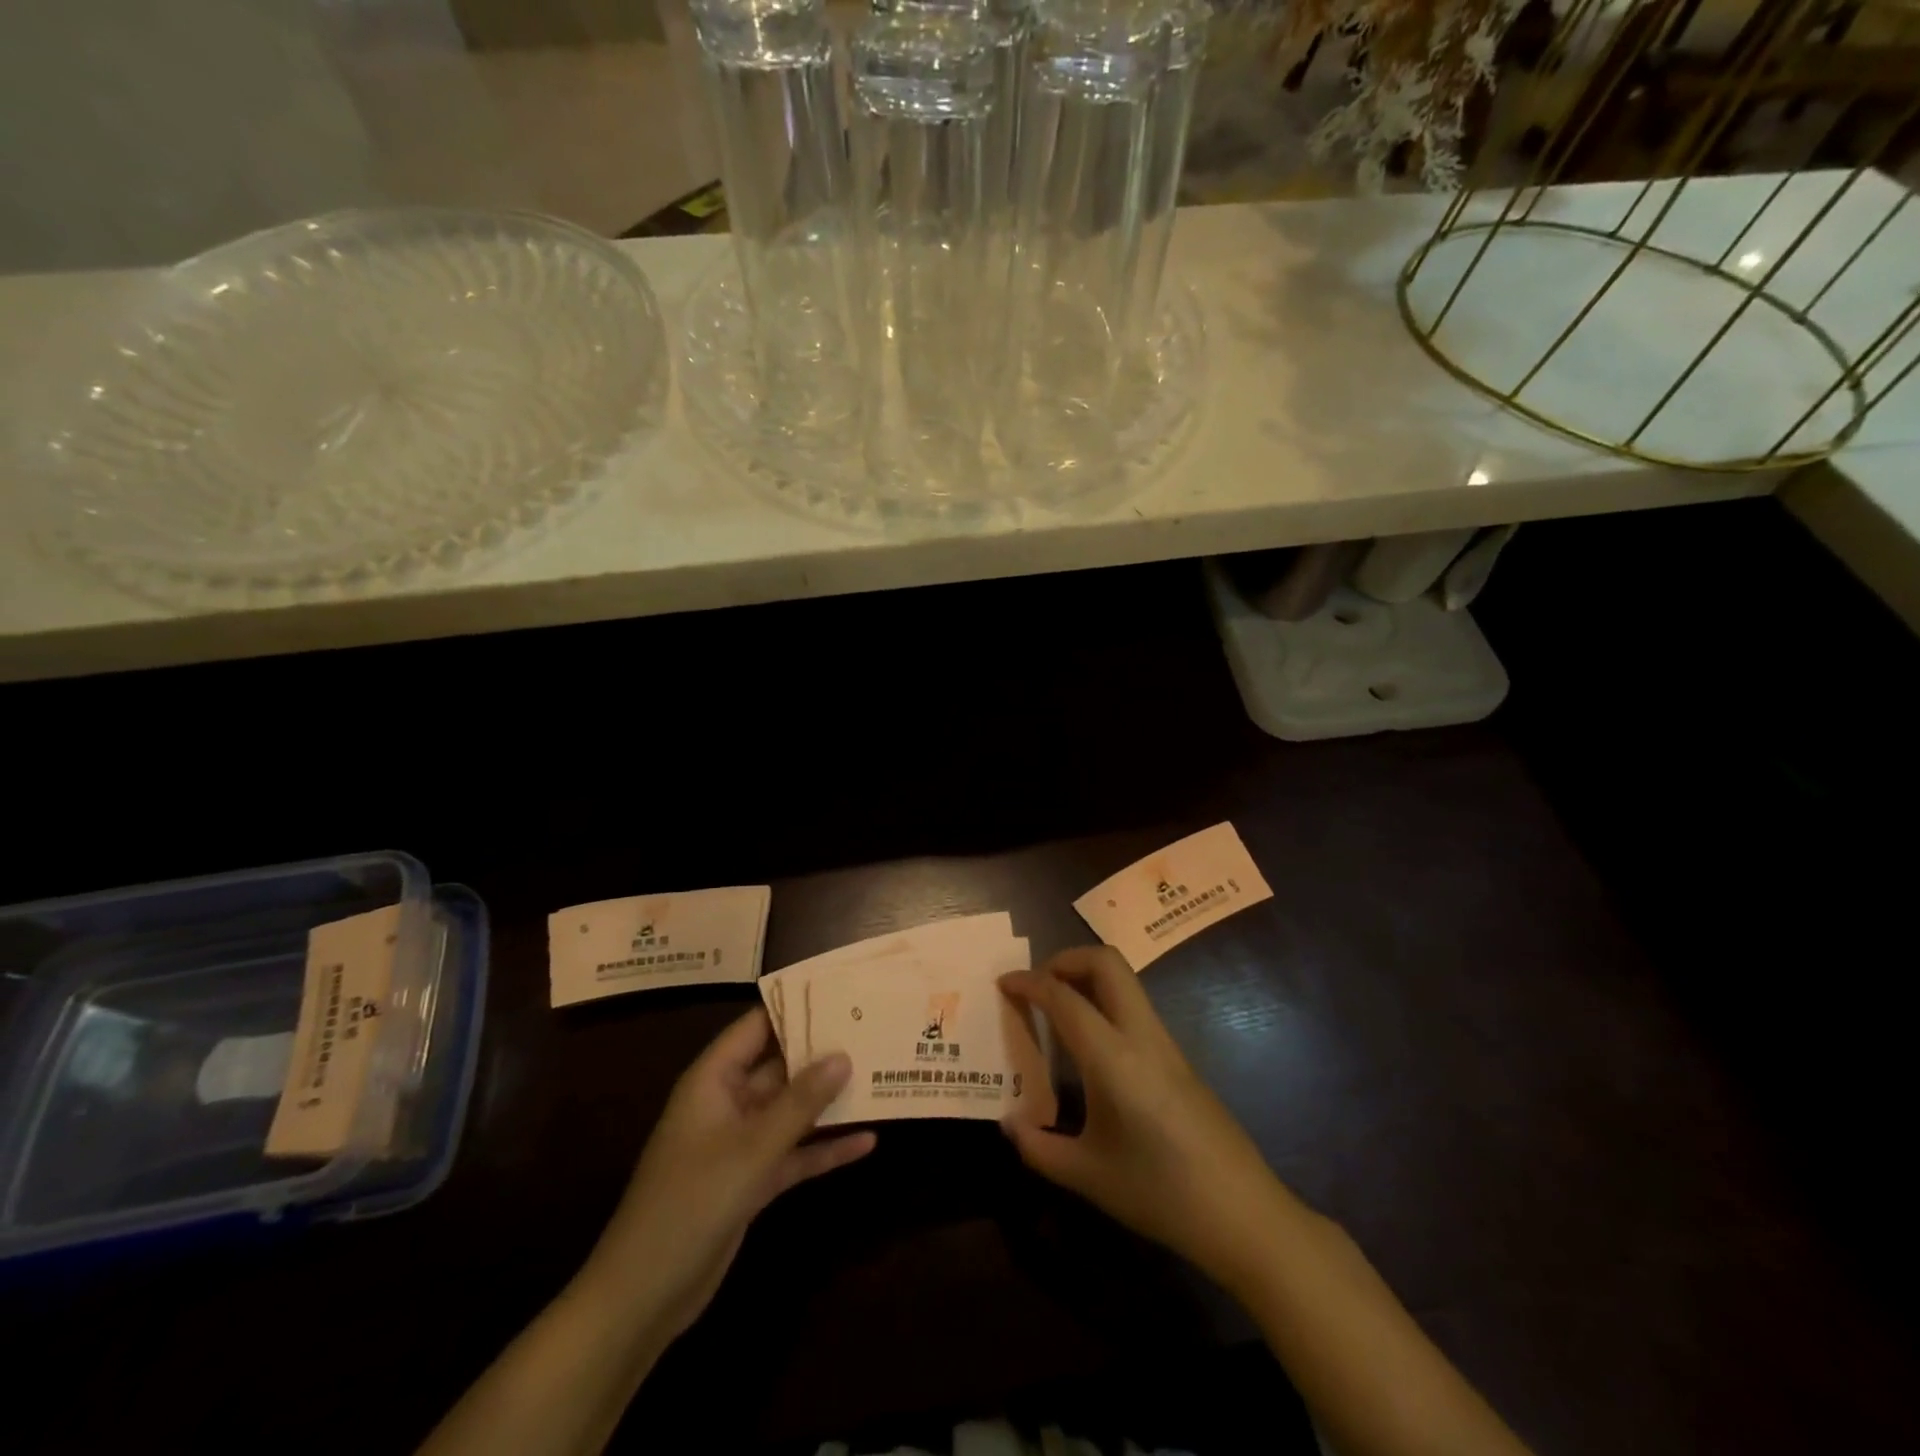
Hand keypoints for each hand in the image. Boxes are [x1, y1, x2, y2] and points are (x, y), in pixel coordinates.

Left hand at [589, 1008, 875, 1339]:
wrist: (644, 1296)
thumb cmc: (692, 1202)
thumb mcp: (752, 1148)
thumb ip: (800, 1102)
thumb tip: (843, 1055)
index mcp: (714, 1079)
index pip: (757, 1026)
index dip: (795, 1007)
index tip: (841, 992)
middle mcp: (728, 1102)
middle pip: (780, 1065)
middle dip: (823, 1052)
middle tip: (873, 1030)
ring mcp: (740, 1142)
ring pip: (792, 1110)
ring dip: (829, 1100)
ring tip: (879, 1077)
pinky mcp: (751, 1179)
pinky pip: (794, 1152)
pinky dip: (825, 1148)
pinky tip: (867, 1142)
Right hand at [998, 947, 1290, 1287]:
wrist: (1244, 1214)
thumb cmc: (1160, 1193)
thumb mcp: (1088, 1176)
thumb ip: (1038, 1148)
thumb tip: (1009, 1123)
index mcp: (1113, 1056)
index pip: (1063, 997)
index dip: (1028, 982)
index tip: (1003, 983)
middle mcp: (1140, 1035)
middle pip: (1106, 962)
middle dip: (1065, 959)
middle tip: (1037, 986)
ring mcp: (1165, 1043)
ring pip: (1124, 980)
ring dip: (1086, 977)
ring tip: (1056, 1010)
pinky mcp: (1178, 1057)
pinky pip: (1134, 1007)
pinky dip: (1104, 1001)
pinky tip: (1089, 1044)